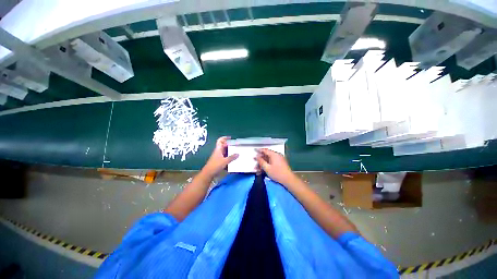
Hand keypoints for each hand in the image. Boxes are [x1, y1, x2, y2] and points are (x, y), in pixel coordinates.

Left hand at [203, 136, 237, 177]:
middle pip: (223, 145)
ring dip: (229, 151)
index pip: (220, 140)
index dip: (225, 138)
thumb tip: (238, 154)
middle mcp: (218, 151)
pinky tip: (232, 159)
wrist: (208, 173)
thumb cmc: (216, 165)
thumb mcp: (225, 161)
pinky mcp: (218, 161)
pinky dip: (228, 156)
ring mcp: (218, 156)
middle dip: (229, 145)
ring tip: (235, 151)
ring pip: (224, 151)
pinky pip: (224, 156)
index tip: (230, 138)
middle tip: (235, 145)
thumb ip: (232, 157)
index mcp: (218, 149)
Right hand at [255, 148, 295, 185]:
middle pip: (266, 155)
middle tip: (254, 161)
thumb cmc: (277, 173)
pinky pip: (272, 162)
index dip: (259, 150)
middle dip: (260, 159)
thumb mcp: (267, 168)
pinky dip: (267, 165)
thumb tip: (257, 156)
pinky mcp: (280, 163)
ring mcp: (279, 159)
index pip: (265, 150)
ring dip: (263, 163)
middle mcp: (277, 155)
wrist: (288, 179)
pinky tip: (262, 170)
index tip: (254, 150)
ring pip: (268, 160)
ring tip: (257, 169)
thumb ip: (261, 161)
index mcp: (274, 154)